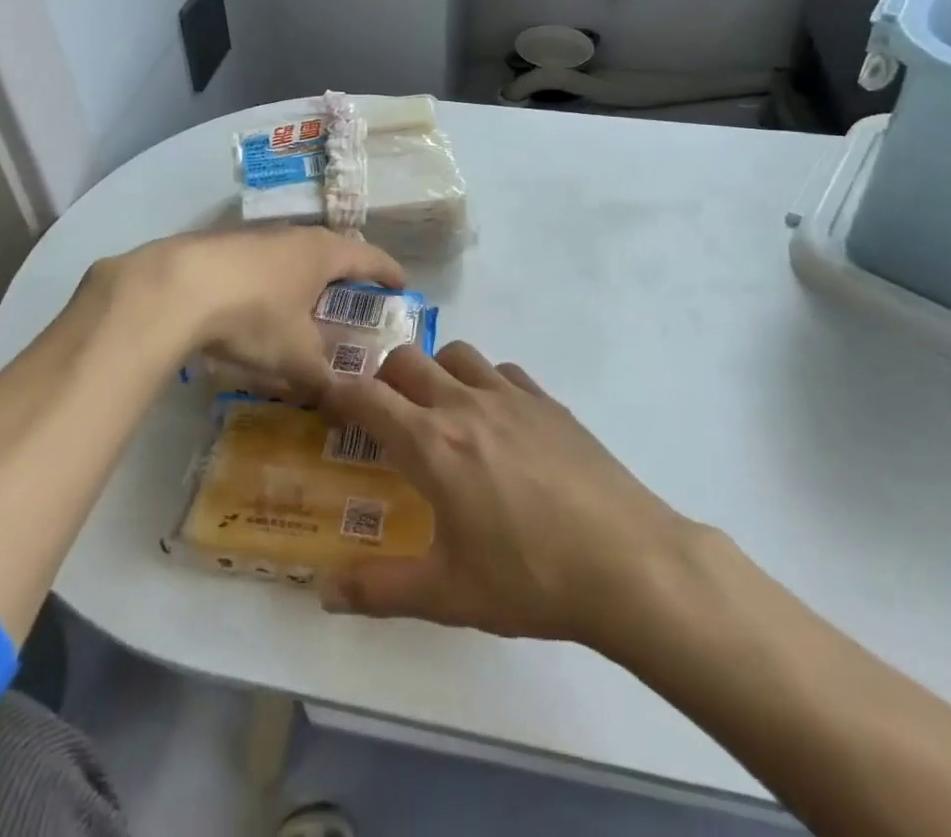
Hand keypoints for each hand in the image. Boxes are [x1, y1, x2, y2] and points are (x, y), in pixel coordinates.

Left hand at [87, 227, 404, 395]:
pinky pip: (262, 263)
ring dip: (304, 279)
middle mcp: (295, 236)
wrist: (175, 288)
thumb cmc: (253, 316)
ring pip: (294, 256)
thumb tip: (345, 403)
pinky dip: (272, 283)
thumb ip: (326, 381)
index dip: (389, 273)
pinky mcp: (223, 246)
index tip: (402, 286)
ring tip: (305, 308)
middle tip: (353, 302)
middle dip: (345, 276)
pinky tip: (257, 309)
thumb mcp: (296, 357)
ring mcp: (257, 236)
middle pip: (332, 251)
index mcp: (324, 253)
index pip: (371, 257)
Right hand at [317, 342, 711, 649]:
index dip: (338, 392)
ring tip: (441, 411)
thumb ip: (379, 590)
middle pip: (408, 359)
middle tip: (384, 415)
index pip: (368, 397)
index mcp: (432, 443)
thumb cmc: (529, 578)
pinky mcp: (548, 401)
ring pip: (456, 354)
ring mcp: (511, 395)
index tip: (325, 400)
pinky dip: (485, 382)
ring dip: (436, 372)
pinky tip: (498, 421)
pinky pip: (503, 371)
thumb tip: (323, 592)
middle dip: (384, 378)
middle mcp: (464, 403)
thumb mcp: (448, 595)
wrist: (627, 561)